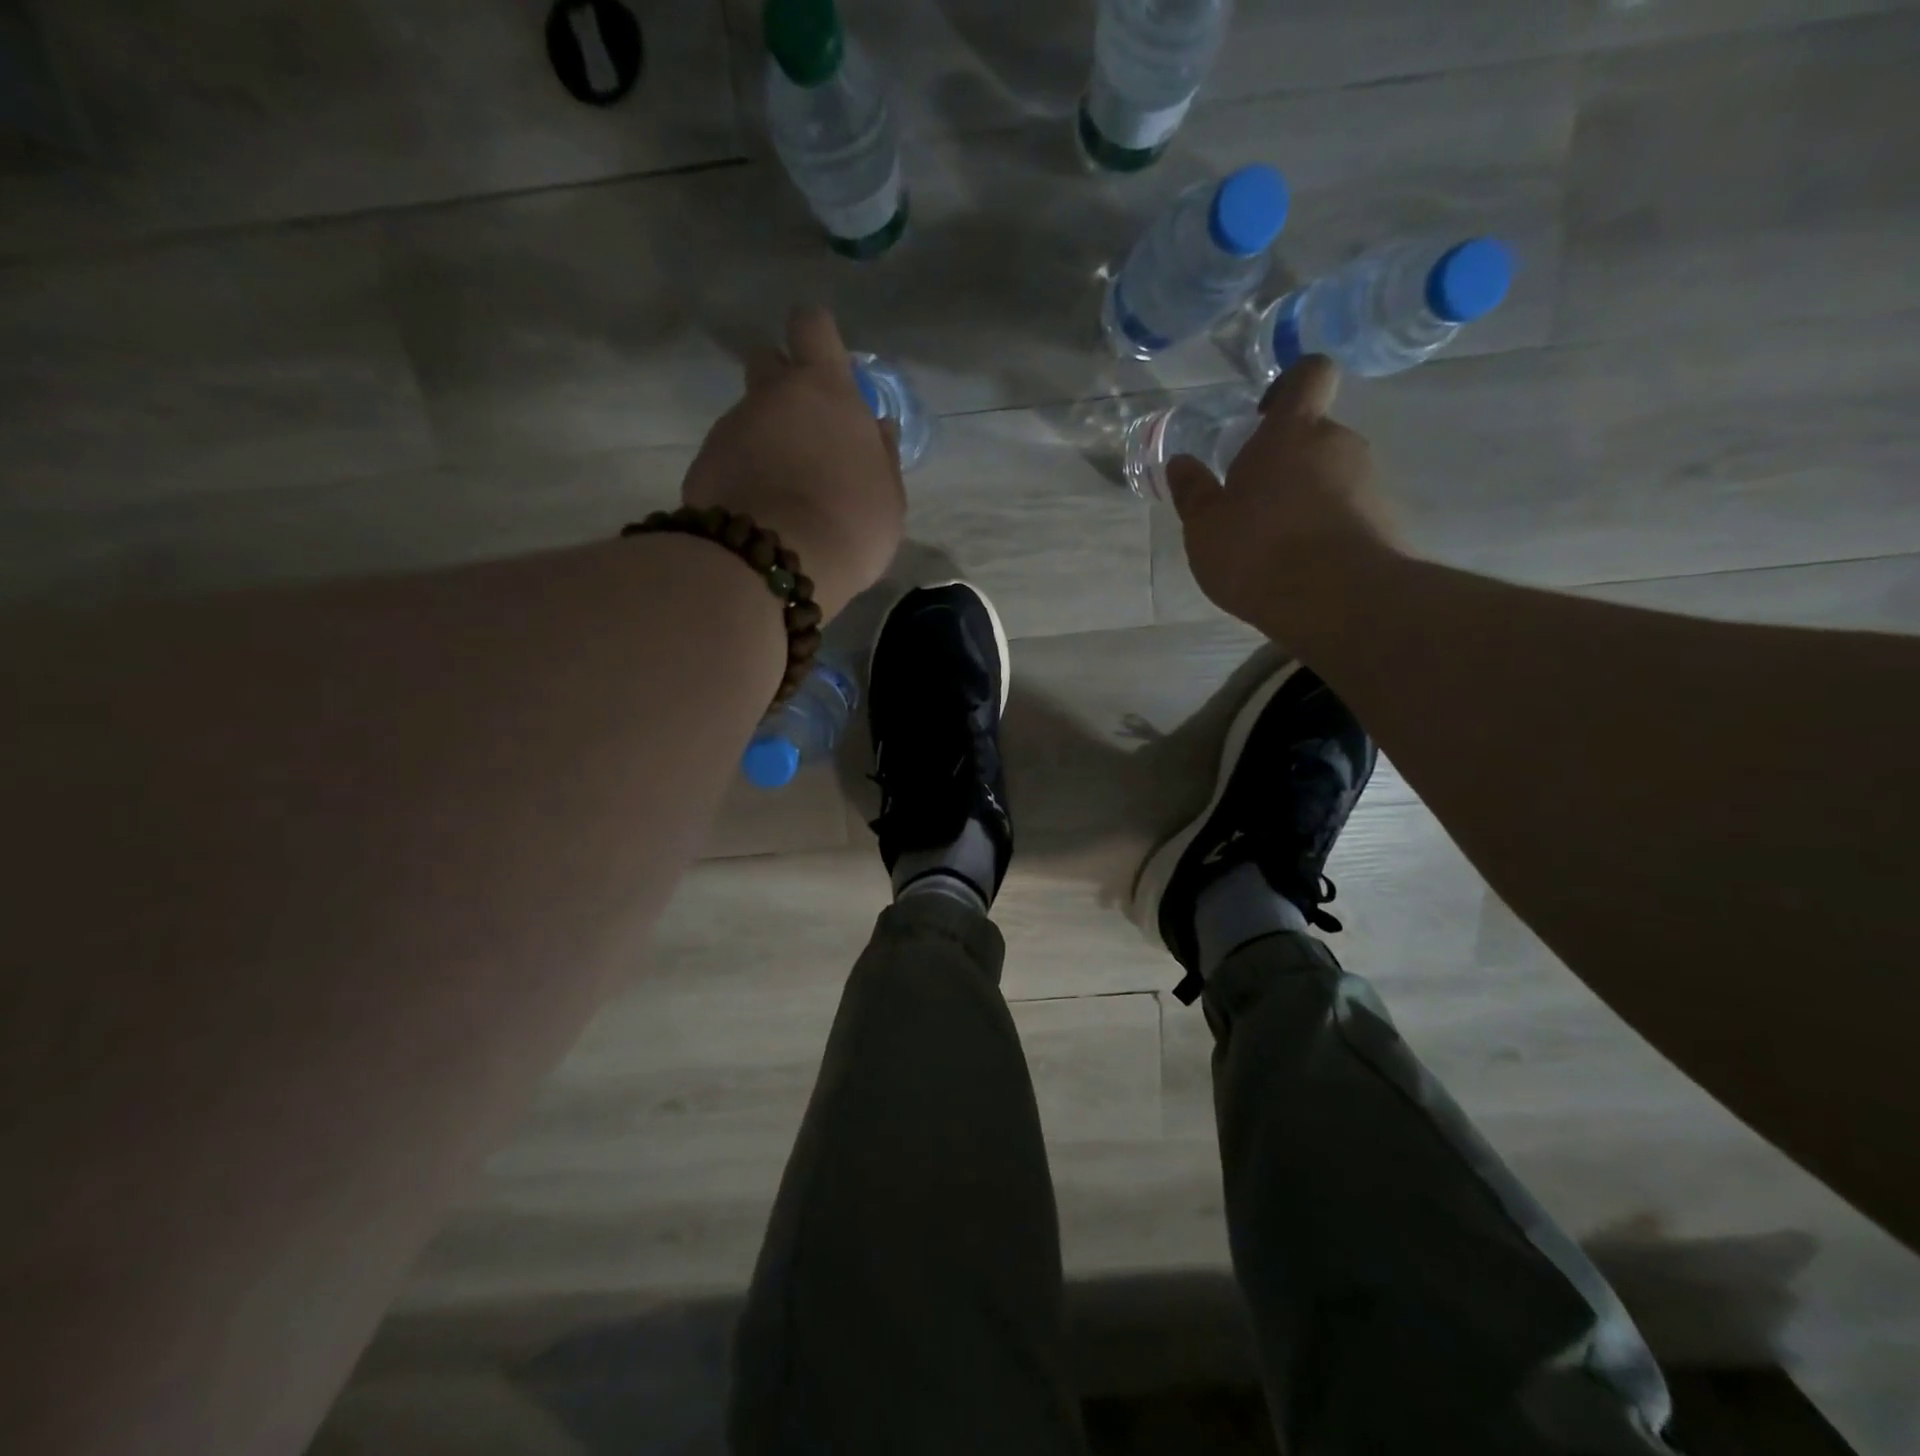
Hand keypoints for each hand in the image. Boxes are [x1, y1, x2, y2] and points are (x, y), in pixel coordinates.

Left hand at [682, 306, 905, 620]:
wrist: (775, 561)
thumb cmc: (850, 524)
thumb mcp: (888, 497)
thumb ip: (881, 456)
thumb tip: (877, 428)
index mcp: (825, 391)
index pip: (812, 326)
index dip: (817, 340)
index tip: (825, 368)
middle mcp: (771, 395)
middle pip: (767, 360)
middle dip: (782, 384)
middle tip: (803, 431)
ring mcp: (731, 428)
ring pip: (748, 417)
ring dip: (763, 440)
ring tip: (783, 492)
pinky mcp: (703, 464)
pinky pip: (728, 458)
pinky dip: (742, 475)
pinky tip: (759, 513)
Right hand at [1168, 356, 1399, 634]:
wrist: (1338, 602)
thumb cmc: (1259, 551)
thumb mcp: (1205, 527)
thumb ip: (1193, 492)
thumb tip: (1181, 463)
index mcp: (1293, 432)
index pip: (1309, 373)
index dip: (1289, 384)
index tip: (1263, 415)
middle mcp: (1339, 444)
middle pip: (1315, 434)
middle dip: (1287, 458)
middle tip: (1252, 498)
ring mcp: (1368, 482)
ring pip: (1332, 474)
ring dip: (1305, 495)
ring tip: (1275, 540)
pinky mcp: (1385, 521)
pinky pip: (1347, 510)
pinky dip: (1325, 526)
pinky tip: (1301, 563)